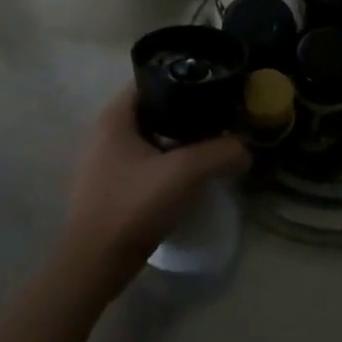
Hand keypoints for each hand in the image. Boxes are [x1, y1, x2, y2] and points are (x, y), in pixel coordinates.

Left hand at [61, 85, 249, 286]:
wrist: (95, 264)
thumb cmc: (133, 207)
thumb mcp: (185, 173)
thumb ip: (221, 153)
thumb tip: (246, 150)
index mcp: (114, 117)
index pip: (150, 78)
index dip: (182, 76)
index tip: (213, 85)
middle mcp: (105, 133)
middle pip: (153, 108)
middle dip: (186, 111)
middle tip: (220, 116)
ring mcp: (105, 162)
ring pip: (150, 137)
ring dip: (179, 139)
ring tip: (212, 143)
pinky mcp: (112, 187)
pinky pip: (146, 162)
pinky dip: (168, 161)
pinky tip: (191, 174)